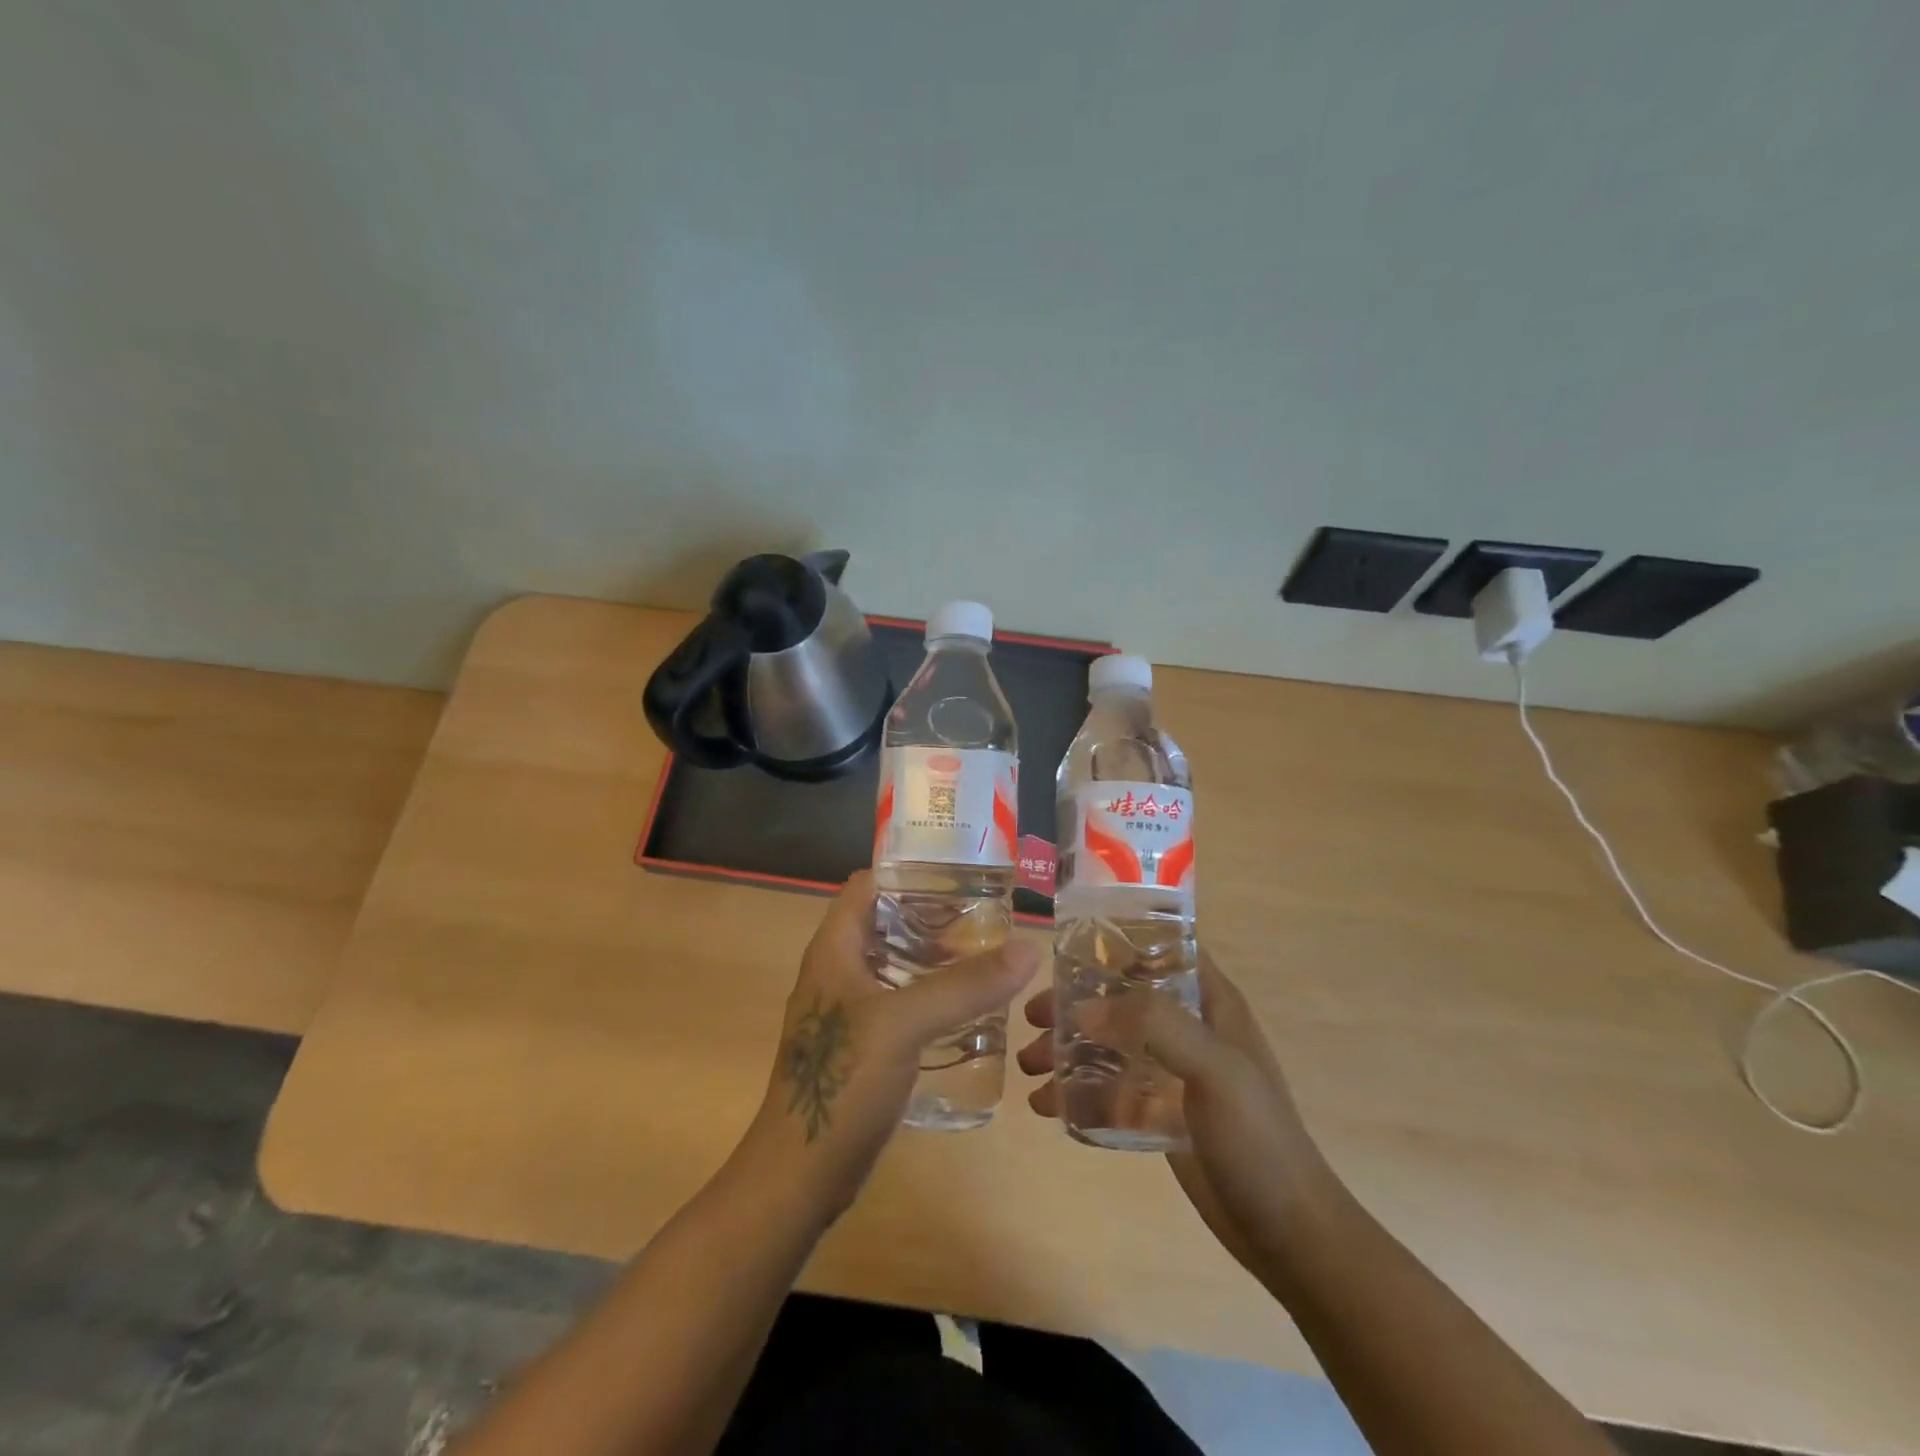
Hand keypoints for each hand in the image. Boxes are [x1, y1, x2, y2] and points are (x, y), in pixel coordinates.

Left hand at [745, 870, 1039, 1224]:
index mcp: (834, 948)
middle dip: (934, 913)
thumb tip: (1027, 949)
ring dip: (936, 955)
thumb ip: (964, 985)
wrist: (802, 1174)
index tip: (960, 873)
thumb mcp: (904, 1024)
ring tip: (988, 954)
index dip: (909, 871)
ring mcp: (849, 1009)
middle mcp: (839, 970)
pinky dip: (932, 993)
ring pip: (897, 963)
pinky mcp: (863, 1044)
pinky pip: (902, 1001)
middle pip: (887, 921)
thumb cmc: (843, 1082)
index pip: (868, 884)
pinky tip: (969, 1006)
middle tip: (988, 915)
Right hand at [1018, 949, 1342, 1288]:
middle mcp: (1190, 1028)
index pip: (1163, 949)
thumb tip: (1081, 1010)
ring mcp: (1172, 1071)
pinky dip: (1077, 1089)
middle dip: (1075, 1003)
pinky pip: (1109, 1087)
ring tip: (1029, 1065)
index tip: (1066, 950)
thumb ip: (1154, 1025)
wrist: (1287, 1233)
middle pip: (1123, 997)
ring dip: (1069, 1048)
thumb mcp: (1215, 1068)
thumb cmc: (1258, 1139)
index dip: (1119, 942)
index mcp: (1211, 1002)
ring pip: (1110, 1042)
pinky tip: (1046, 1104)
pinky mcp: (1159, 1111)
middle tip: (1032, 1016)